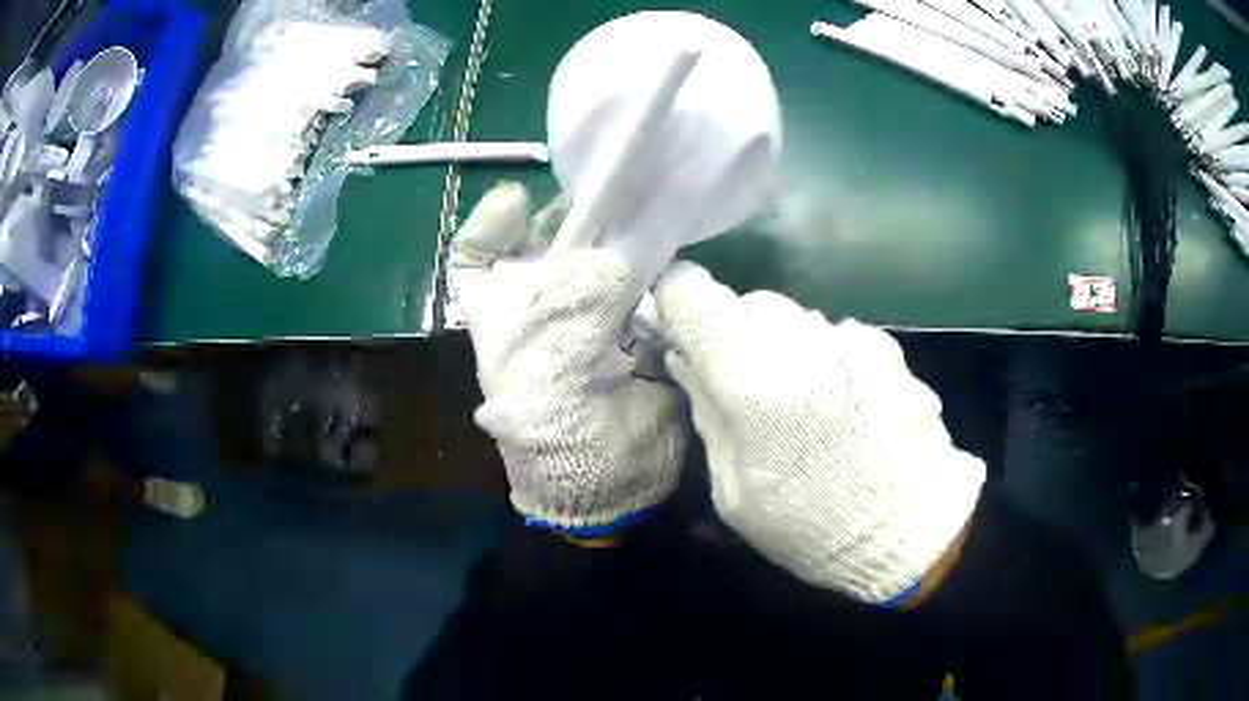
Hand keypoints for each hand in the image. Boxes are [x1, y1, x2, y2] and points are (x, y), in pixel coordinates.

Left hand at [450, 183, 685, 535]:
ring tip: (647, 205)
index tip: (522, 200)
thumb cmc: (547, 424)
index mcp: (502, 310)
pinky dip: (660, 266)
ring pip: (605, 254)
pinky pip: (649, 282)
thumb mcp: (539, 357)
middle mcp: (545, 303)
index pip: (481, 253)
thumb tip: (618, 253)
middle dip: (578, 214)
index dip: (494, 222)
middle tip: (611, 187)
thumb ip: (573, 297)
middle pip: (555, 241)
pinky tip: (673, 246)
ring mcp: (595, 311)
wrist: (608, 475)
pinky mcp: (640, 323)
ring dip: (623, 234)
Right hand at [652, 263, 984, 603]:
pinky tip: (847, 404)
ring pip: (795, 317)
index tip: (681, 326)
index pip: (695, 296)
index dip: (679, 302)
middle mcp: (800, 342)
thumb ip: (709, 413)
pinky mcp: (885, 346)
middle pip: (748, 303)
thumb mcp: (734, 489)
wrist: (907, 531)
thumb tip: (687, 358)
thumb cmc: (808, 525)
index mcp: (750, 382)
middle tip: (746, 382)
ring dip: (785, 345)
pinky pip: (837, 336)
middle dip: (737, 333)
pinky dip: (828, 357)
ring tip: (804, 400)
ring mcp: (848, 339)